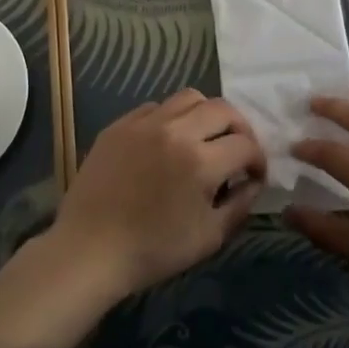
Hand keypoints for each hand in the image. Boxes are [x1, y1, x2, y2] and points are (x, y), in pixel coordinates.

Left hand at [49, 89, 265, 299]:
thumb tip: (251, 182)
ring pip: (189, 97)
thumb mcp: (209, 238)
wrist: (90, 249)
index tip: (254, 175)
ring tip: (204, 137)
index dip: (258, 160)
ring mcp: (145, 122)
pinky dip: (172, 118)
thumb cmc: (153, 250)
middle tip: (237, 150)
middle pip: (222, 109)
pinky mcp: (121, 124)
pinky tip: (168, 142)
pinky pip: (156, 107)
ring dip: (207, 114)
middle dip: (239, 128)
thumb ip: (239, 205)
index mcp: (201, 161)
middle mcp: (176, 131)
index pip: (245, 145)